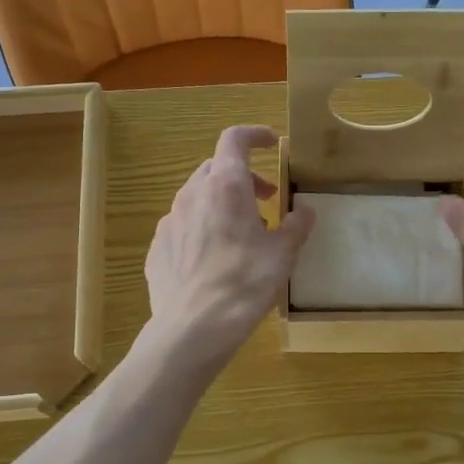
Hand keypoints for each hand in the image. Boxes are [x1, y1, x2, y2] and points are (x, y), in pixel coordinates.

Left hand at [144, 125, 314, 366]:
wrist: (193, 328)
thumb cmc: (245, 282)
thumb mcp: (283, 254)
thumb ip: (296, 226)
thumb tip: (305, 211)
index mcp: (226, 186)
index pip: (235, 139)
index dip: (254, 135)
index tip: (270, 143)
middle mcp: (193, 194)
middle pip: (216, 168)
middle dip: (243, 177)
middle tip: (266, 200)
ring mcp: (169, 221)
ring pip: (198, 197)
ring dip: (221, 203)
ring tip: (242, 234)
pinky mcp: (157, 248)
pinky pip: (183, 226)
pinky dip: (202, 229)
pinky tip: (214, 259)